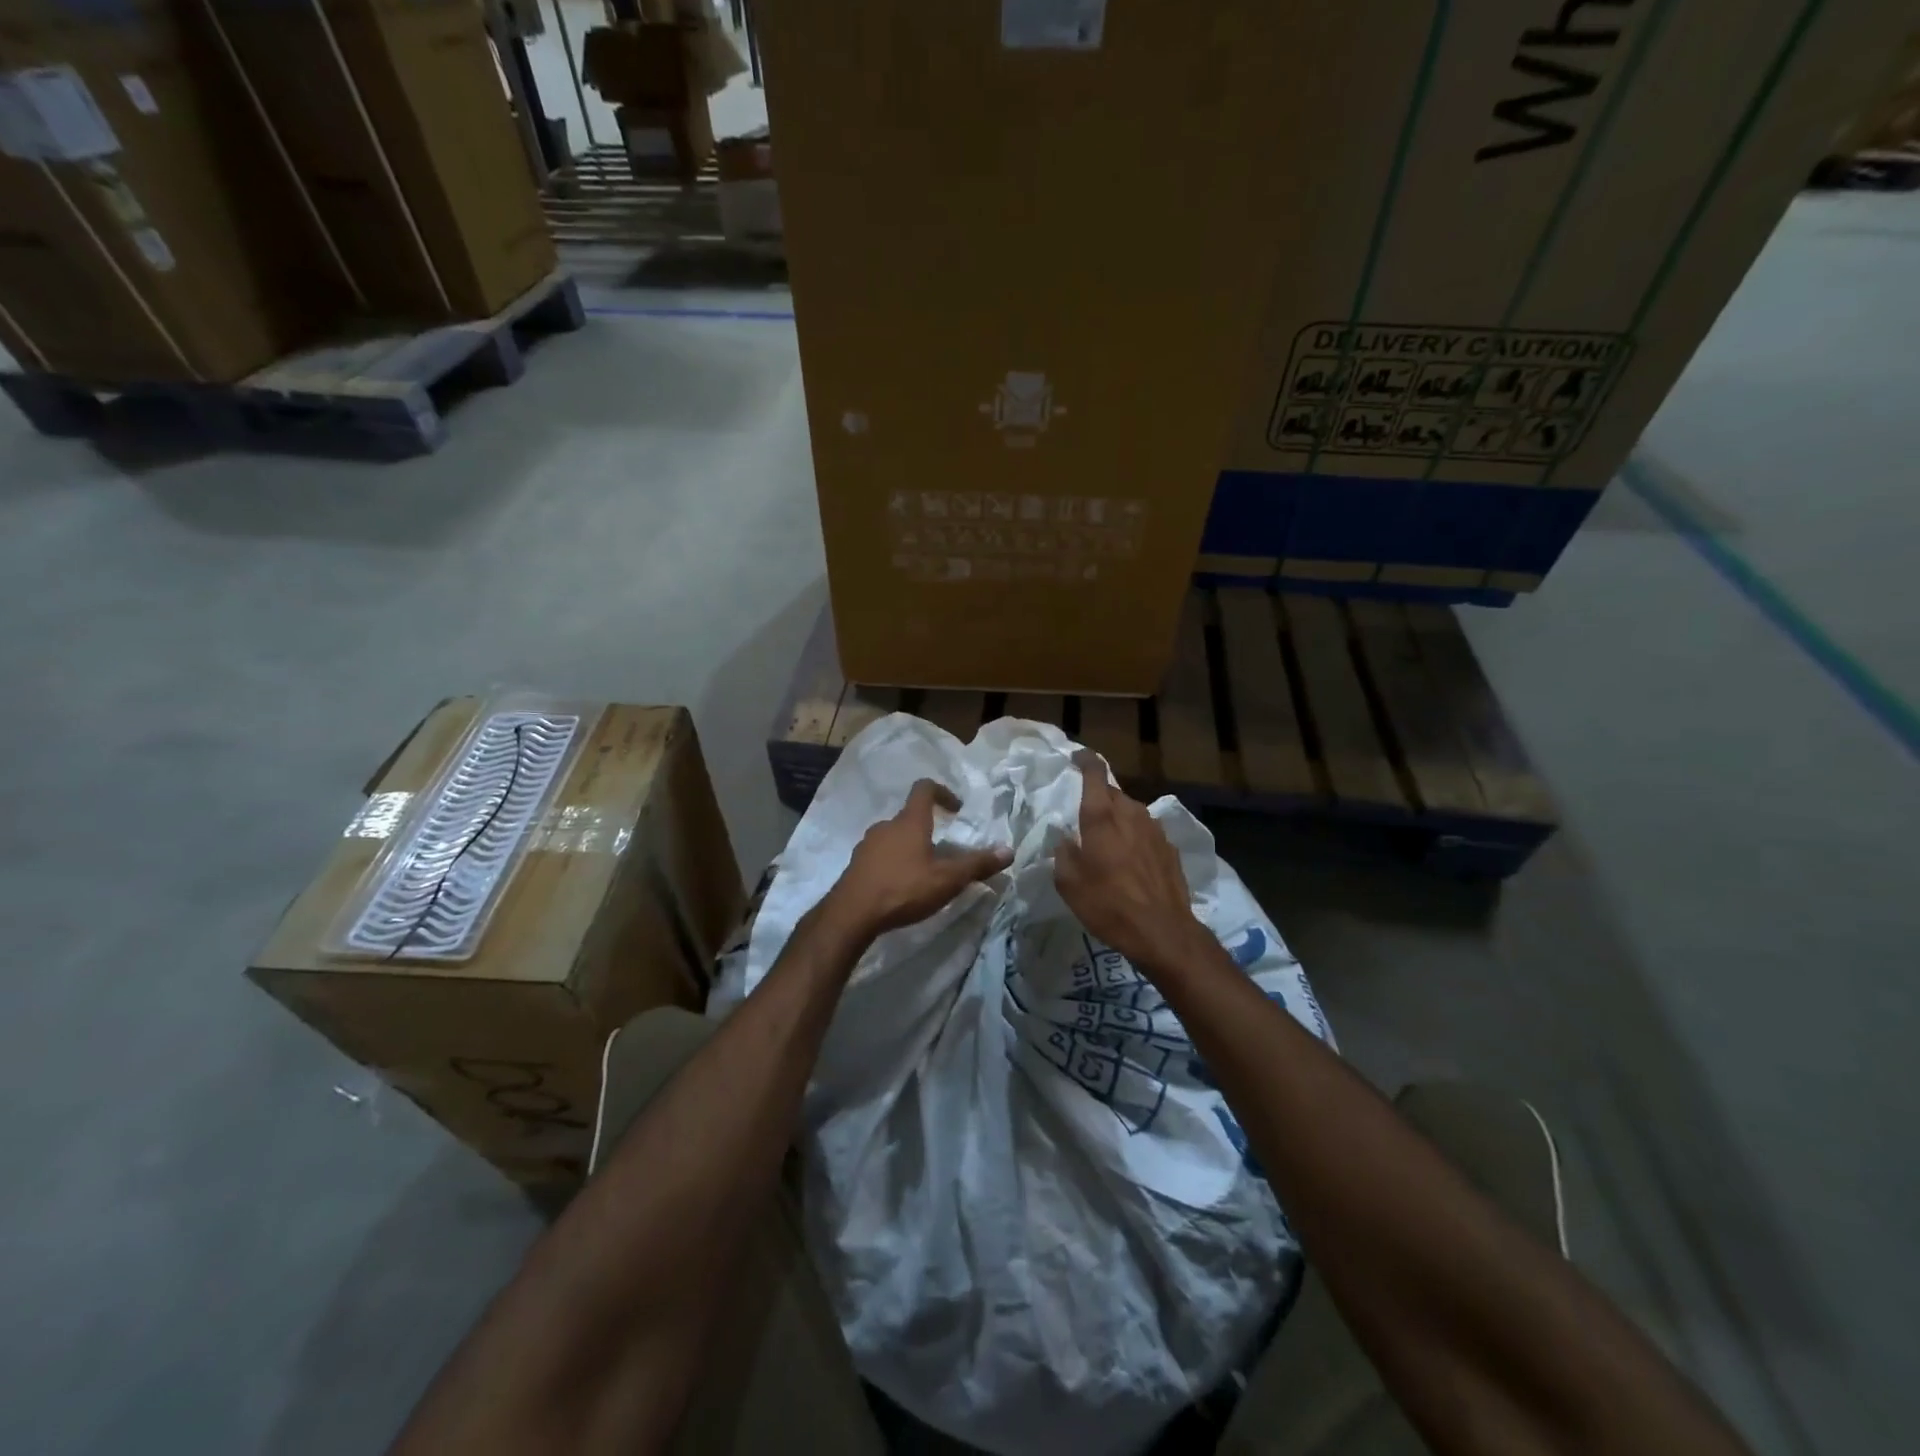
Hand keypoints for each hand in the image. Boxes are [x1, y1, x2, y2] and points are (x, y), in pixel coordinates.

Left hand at [823, 780, 1010, 938]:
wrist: (852, 914)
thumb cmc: (904, 889)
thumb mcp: (947, 879)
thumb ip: (977, 864)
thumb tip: (1009, 850)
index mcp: (910, 821)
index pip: (924, 789)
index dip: (942, 792)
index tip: (956, 809)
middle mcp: (886, 826)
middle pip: (909, 816)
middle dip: (928, 828)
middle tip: (943, 849)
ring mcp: (867, 845)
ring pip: (893, 837)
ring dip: (909, 847)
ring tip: (923, 871)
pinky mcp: (856, 865)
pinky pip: (879, 855)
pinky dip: (893, 863)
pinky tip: (901, 886)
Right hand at [1056, 751, 1209, 973]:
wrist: (1163, 932)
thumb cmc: (1107, 904)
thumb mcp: (1068, 883)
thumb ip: (1063, 853)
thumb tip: (1065, 839)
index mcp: (1101, 816)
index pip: (1094, 772)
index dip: (1084, 760)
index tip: (1076, 758)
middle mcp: (1130, 813)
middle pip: (1112, 792)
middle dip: (1098, 798)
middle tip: (1084, 818)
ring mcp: (1155, 829)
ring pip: (1131, 812)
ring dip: (1118, 820)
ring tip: (1107, 844)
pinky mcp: (1169, 848)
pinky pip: (1146, 833)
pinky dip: (1135, 839)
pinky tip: (1130, 863)